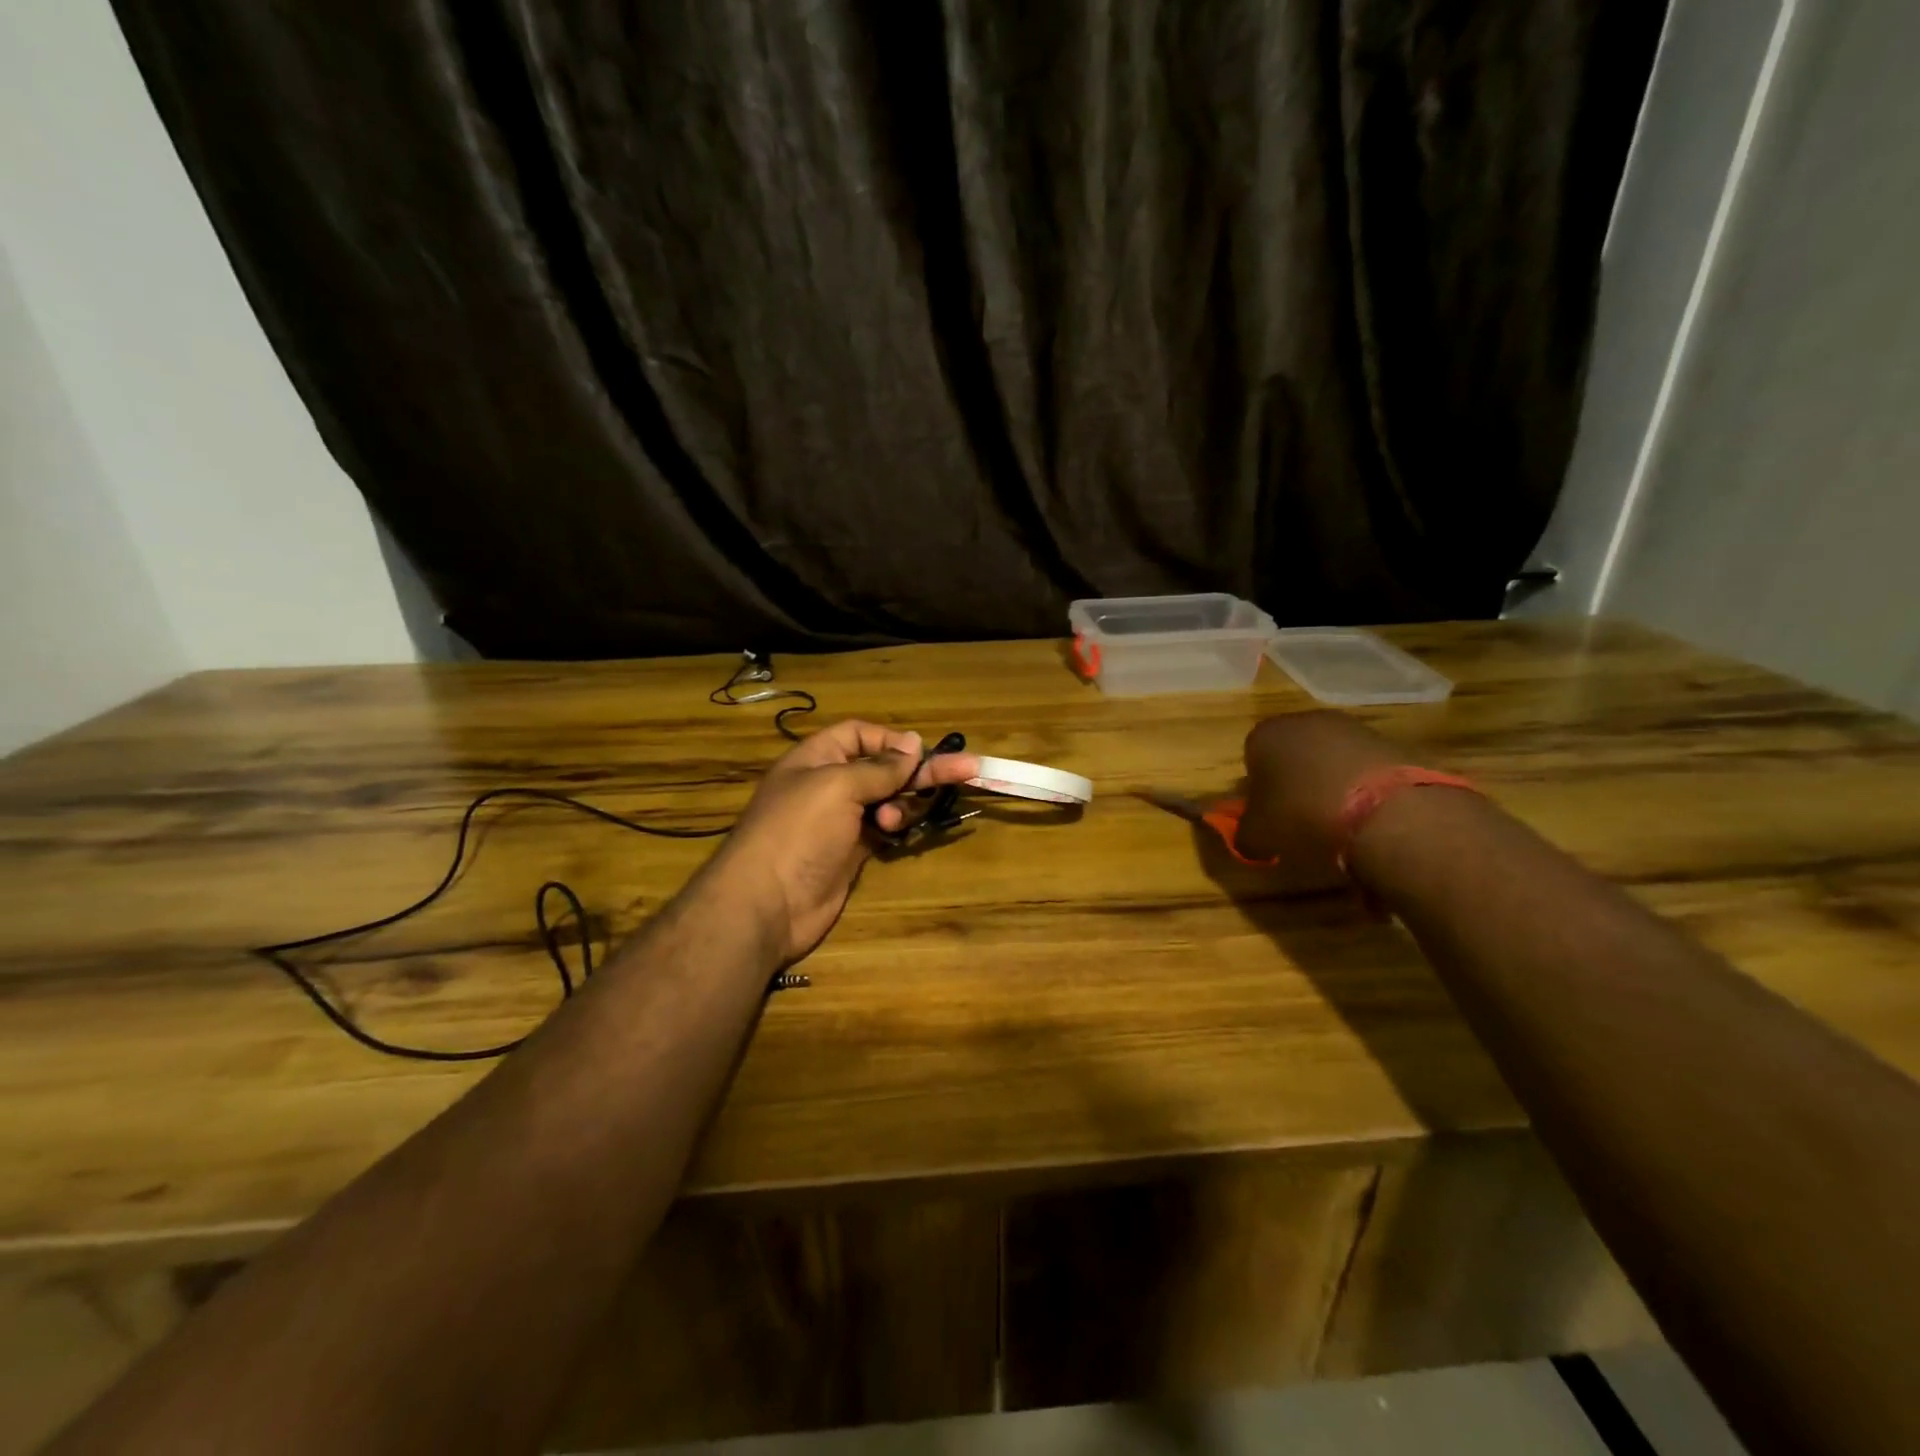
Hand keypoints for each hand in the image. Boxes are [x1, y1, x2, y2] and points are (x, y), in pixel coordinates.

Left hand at [703, 720, 980, 962]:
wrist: (767, 904)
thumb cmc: (798, 831)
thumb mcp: (838, 786)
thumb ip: (880, 767)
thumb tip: (912, 743)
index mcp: (817, 757)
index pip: (860, 734)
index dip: (891, 740)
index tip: (920, 752)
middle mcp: (830, 784)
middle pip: (884, 767)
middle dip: (921, 769)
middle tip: (969, 769)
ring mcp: (841, 820)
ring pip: (889, 799)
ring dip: (903, 803)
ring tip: (893, 819)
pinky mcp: (852, 851)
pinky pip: (885, 829)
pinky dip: (896, 826)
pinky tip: (894, 832)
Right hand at [1236, 711, 1407, 871]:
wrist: (1383, 810)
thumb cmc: (1302, 815)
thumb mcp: (1258, 836)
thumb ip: (1245, 834)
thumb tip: (1249, 839)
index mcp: (1265, 735)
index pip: (1251, 757)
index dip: (1258, 789)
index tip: (1269, 815)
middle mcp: (1304, 720)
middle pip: (1292, 753)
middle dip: (1294, 782)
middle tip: (1300, 818)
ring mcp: (1350, 727)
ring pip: (1329, 758)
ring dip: (1329, 784)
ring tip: (1338, 822)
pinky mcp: (1388, 741)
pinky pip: (1363, 767)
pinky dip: (1362, 787)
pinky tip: (1367, 816)